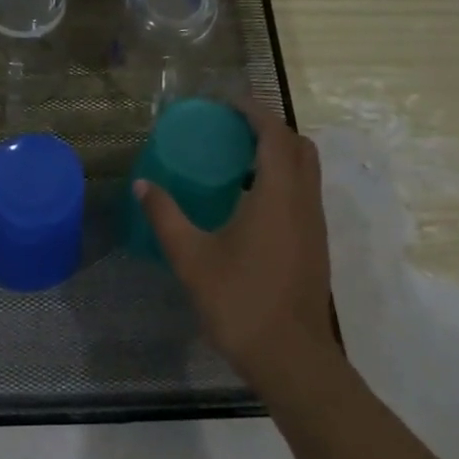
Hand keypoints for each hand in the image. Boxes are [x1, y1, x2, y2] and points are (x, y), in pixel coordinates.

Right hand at [134, 98, 340, 398]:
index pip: (274, 135)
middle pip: (298, 147)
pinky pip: (303, 194)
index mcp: (277, 196)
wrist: (289, 356)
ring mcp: (315, 225)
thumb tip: (143, 185)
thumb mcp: (191, 257)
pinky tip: (248, 202)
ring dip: (278, 154)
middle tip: (231, 128)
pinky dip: (282, 180)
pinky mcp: (315, 244)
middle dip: (269, 128)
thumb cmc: (239, 301)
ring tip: (236, 160)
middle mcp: (304, 202)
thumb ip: (166, 216)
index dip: (254, 111)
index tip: (227, 102)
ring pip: (306, 171)